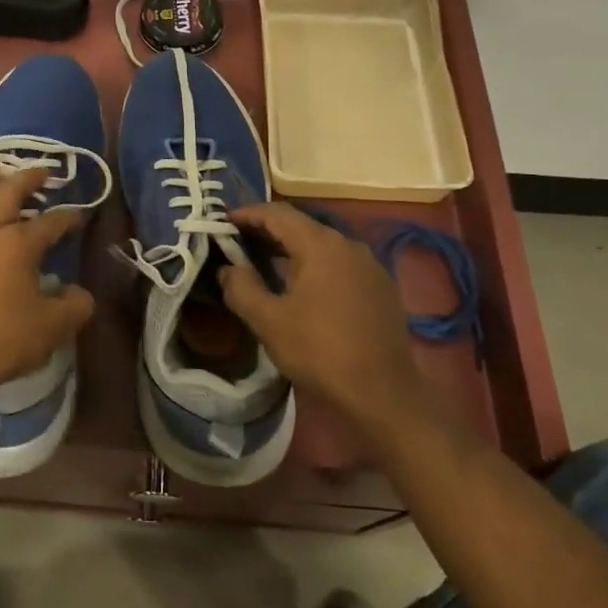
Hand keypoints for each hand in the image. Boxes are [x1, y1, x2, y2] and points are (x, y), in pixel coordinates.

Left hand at [0, 163, 94, 396]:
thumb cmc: (3, 341)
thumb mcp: (54, 327)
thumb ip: (75, 305)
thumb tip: (78, 293)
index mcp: (19, 244)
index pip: (51, 222)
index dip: (69, 216)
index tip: (80, 215)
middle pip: (7, 195)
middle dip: (27, 179)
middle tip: (41, 171)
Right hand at [218, 202, 434, 426]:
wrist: (383, 394)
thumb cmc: (320, 351)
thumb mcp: (268, 321)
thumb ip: (241, 287)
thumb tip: (228, 268)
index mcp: (320, 245)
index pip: (278, 213)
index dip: (248, 214)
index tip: (224, 222)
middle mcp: (349, 244)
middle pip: (302, 226)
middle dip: (268, 231)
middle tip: (239, 242)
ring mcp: (370, 266)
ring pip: (323, 245)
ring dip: (293, 250)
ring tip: (267, 264)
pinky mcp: (382, 288)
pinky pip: (341, 264)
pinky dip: (316, 266)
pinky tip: (304, 288)